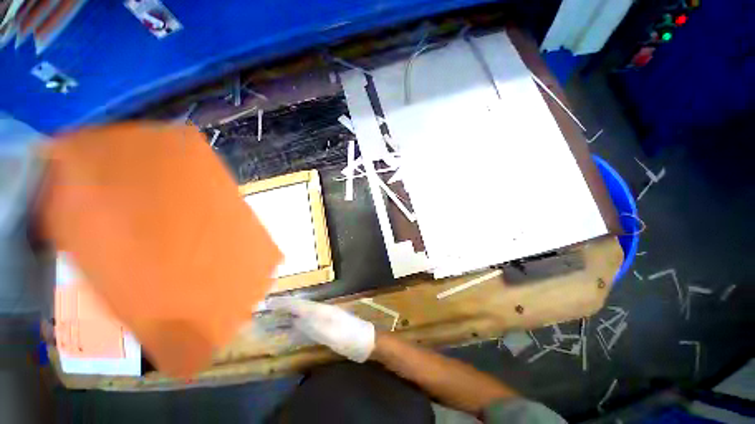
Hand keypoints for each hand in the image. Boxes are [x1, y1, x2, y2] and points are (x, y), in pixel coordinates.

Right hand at [266, 298, 374, 362]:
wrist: (366, 342)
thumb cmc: (349, 337)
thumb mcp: (331, 332)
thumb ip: (314, 325)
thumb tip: (295, 317)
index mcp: (322, 310)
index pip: (299, 304)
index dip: (284, 303)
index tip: (268, 302)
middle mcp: (321, 312)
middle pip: (299, 309)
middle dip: (283, 310)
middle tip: (265, 311)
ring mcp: (324, 320)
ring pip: (302, 317)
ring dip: (287, 318)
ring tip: (272, 320)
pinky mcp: (326, 330)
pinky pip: (307, 327)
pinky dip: (296, 328)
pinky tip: (290, 332)